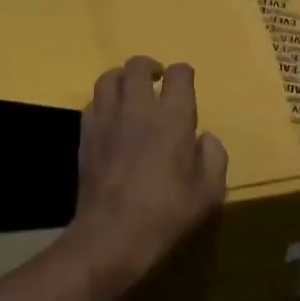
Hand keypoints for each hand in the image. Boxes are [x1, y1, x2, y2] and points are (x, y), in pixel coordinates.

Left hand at [64, 56, 228, 297]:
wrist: (112, 234)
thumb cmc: (166, 213)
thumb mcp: (209, 192)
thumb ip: (213, 156)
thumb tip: (204, 137)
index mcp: (172, 117)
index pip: (179, 74)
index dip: (183, 74)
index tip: (185, 83)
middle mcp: (138, 108)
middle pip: (138, 66)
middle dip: (149, 67)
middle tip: (157, 81)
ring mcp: (107, 118)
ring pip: (109, 77)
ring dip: (122, 78)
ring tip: (130, 92)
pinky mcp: (86, 134)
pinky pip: (93, 102)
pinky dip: (104, 102)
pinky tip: (111, 118)